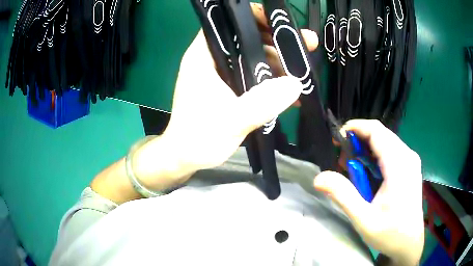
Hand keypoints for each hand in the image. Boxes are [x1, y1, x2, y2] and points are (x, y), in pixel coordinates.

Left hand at [133, 3, 318, 188]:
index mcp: (203, 56)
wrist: (185, 157)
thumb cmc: (197, 138)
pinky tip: (290, 90)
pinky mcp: (229, 88)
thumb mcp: (230, 121)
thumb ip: (262, 103)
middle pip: (246, 38)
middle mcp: (212, 59)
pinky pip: (253, 75)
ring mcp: (221, 74)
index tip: (281, 23)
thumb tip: (296, 84)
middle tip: (306, 44)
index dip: (253, 17)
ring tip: (304, 70)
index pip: (227, 23)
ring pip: (253, 57)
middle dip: (276, 40)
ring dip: (278, 62)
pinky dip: (271, 79)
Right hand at [313, 120, 423, 265]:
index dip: (355, 128)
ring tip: (354, 171)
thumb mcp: (364, 219)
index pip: (376, 131)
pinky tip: (370, 175)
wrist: (409, 243)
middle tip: (342, 161)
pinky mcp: (410, 166)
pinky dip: (376, 157)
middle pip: (381, 134)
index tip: (337, 139)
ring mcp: (411, 160)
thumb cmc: (389, 233)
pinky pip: (391, 150)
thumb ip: (343, 196)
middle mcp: (408, 156)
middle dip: (358, 141)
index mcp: (399, 165)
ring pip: (386, 141)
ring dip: (367, 150)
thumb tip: (319, 178)